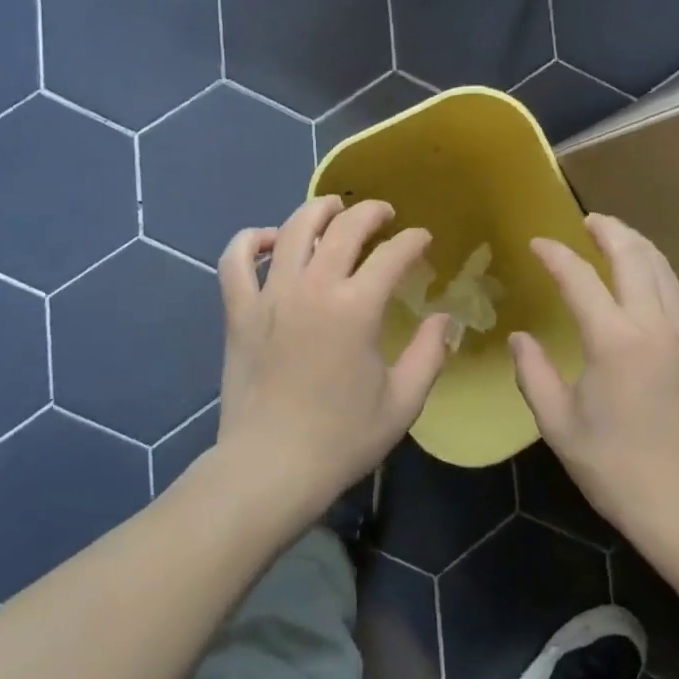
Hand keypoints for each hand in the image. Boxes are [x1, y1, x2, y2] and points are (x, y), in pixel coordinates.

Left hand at [214, 196, 453, 528]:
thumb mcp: (403, 402)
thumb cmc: (342, 439)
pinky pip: (235, 259)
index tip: (423, 240)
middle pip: (344, 227)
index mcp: (357, 307)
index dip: (413, 241)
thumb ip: (430, 354)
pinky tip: (268, 240)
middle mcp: (313, 287)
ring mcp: (271, 295)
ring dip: (317, 210)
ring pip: (291, 229)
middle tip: (385, 215)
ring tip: (332, 209)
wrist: (270, 469)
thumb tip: (442, 318)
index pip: (393, 254)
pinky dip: (250, 240)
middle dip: (370, 212)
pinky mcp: (239, 311)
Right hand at [511, 214, 678, 546]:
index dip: (556, 255)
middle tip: (587, 221)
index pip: (580, 278)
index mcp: (613, 341)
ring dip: (639, 245)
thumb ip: (534, 373)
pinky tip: (652, 282)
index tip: (537, 243)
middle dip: (609, 229)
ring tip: (617, 238)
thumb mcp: (558, 425)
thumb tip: (521, 337)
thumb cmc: (614, 467)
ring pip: (665, 269)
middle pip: (634, 256)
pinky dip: (664, 277)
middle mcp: (653, 326)